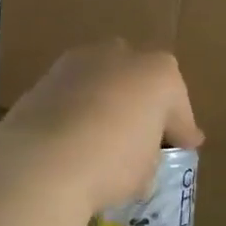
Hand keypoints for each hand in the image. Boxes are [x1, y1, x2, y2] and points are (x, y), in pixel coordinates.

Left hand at [0, 40, 202, 215]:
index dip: (181, 129)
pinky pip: (73, 93)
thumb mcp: (147, 170)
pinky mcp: (45, 76)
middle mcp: (122, 55)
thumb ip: (151, 153)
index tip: (183, 147)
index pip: (178, 105)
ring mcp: (79, 61)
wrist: (42, 160)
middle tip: (141, 136)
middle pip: (139, 80)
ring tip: (102, 137)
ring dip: (106, 102)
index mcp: (160, 74)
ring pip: (103, 80)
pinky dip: (77, 109)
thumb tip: (145, 153)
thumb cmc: (112, 163)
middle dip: (141, 103)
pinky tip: (73, 136)